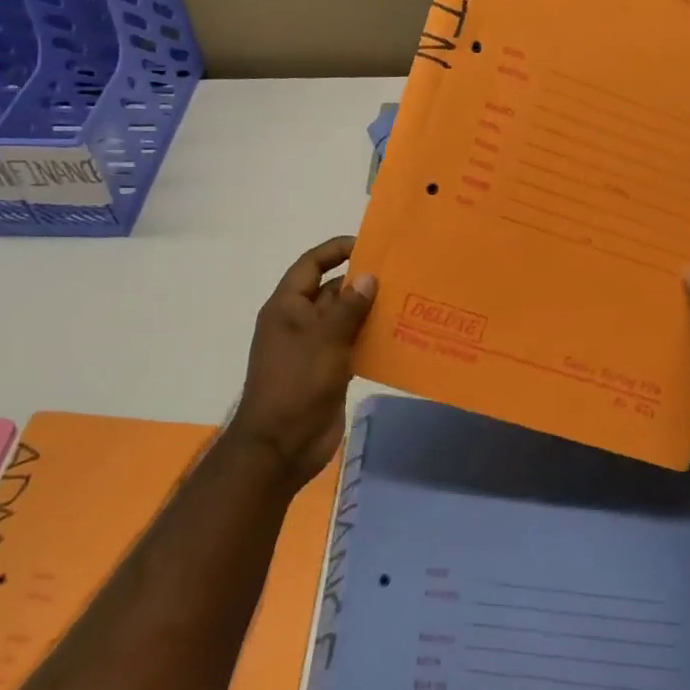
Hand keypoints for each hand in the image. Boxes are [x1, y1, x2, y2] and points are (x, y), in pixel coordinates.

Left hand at [230, 236, 375, 486]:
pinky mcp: (329, 371)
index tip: (368, 244)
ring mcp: (314, 348)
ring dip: (370, 311)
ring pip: (345, 319)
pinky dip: (372, 339)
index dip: (335, 250)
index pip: (310, 265)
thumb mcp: (324, 338)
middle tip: (400, 273)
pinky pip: (353, 345)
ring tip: (407, 300)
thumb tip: (368, 277)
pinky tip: (400, 336)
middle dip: (361, 282)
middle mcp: (299, 322)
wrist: (281, 445)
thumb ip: (348, 306)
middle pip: (331, 290)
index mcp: (287, 306)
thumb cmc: (297, 382)